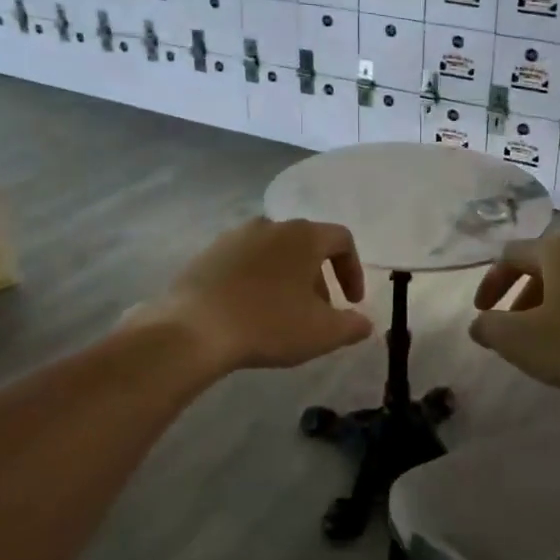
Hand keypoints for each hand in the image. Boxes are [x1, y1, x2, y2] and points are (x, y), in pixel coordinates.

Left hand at [145, 217, 372, 375]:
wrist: (193, 329)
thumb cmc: (268, 324)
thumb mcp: (322, 333)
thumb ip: (352, 326)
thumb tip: (366, 323)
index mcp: (303, 236)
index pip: (341, 239)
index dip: (353, 270)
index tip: (351, 302)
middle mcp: (270, 226)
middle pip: (306, 245)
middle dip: (319, 279)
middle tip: (318, 313)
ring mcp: (235, 237)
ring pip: (274, 253)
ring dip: (287, 279)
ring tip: (283, 314)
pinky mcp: (207, 254)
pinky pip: (244, 263)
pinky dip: (257, 281)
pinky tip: (249, 312)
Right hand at [470, 233, 559, 408]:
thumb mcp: (520, 340)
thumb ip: (489, 327)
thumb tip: (480, 324)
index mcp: (559, 249)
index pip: (510, 255)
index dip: (490, 283)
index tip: (481, 312)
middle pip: (542, 265)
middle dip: (520, 296)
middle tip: (512, 328)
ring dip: (548, 304)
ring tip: (544, 339)